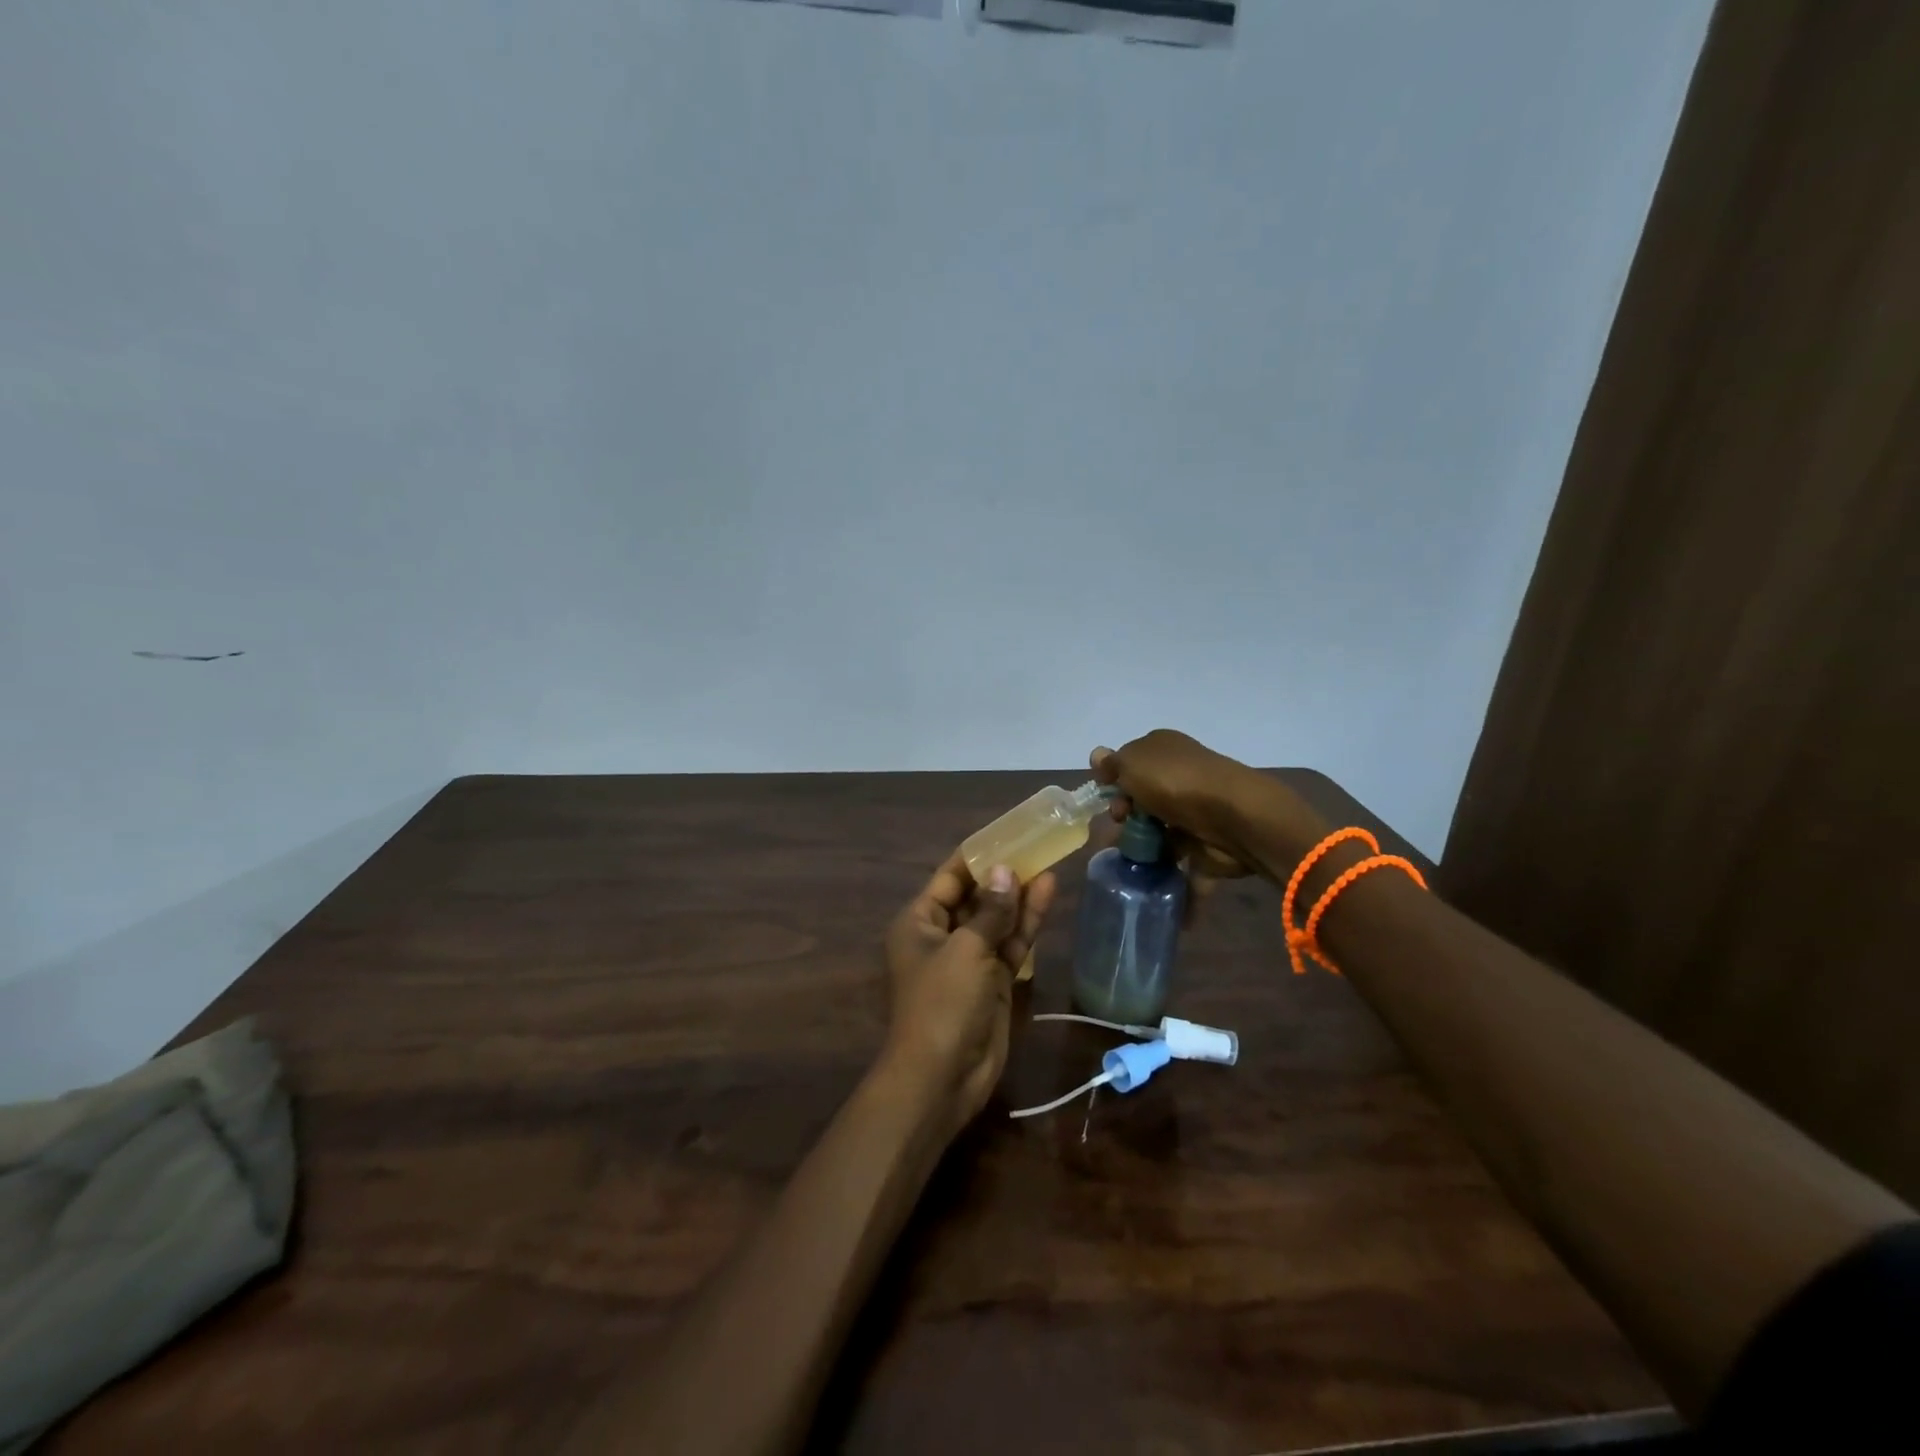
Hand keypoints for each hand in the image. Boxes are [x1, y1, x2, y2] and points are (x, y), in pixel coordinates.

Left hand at [881, 851, 1057, 1138]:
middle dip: (1003, 873)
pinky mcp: (993, 981)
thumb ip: (990, 911)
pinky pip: (1011, 943)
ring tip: (1049, 861)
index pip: (949, 877)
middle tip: (1036, 844)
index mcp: (919, 922)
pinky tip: (1047, 895)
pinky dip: (1027, 923)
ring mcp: (970, 959)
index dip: (977, 855)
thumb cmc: (942, 1003)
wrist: (942, 1077)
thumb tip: (1005, 871)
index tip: (1007, 832)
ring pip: (997, 918)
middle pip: (976, 895)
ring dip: (1020, 895)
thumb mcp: (966, 950)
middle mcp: (942, 935)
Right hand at [1091, 729, 1327, 919]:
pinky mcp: (1204, 846)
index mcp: (1163, 750)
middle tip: (1121, 825)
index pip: (1130, 764)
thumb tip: (1097, 755)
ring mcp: (1192, 813)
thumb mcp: (1133, 764)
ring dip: (1141, 849)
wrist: (1233, 818)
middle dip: (1125, 816)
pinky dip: (1168, 879)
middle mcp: (1179, 777)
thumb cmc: (1175, 783)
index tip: (1106, 797)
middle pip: (1141, 800)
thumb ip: (1113, 764)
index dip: (1113, 781)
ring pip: (1157, 832)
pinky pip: (1181, 864)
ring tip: (1127, 862)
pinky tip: (1150, 890)